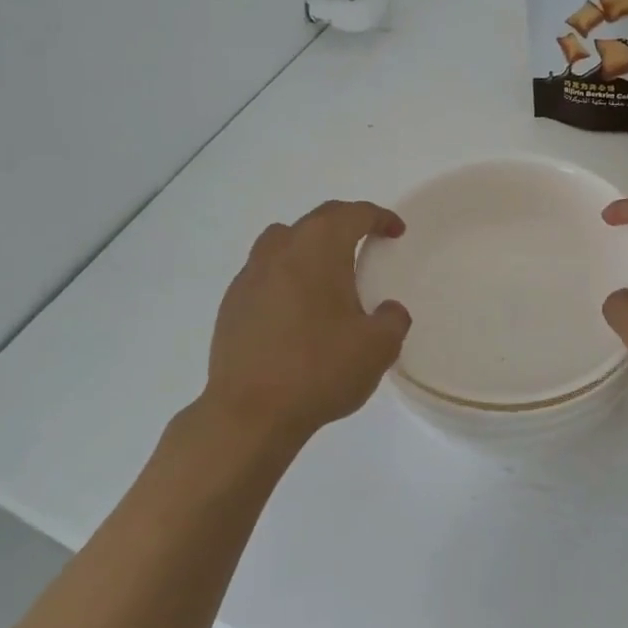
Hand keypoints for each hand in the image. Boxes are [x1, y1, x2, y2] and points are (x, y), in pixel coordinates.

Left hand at [201, 200, 410, 444]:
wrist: (249, 413)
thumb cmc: (319, 369)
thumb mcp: (378, 347)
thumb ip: (392, 320)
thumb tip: (387, 311)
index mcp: (319, 248)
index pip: (353, 214)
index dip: (379, 217)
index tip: (395, 231)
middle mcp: (281, 249)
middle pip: (317, 220)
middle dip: (345, 224)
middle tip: (366, 240)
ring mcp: (250, 275)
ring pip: (283, 241)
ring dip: (309, 245)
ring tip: (326, 271)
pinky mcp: (231, 304)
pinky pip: (264, 273)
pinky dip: (286, 276)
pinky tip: (296, 308)